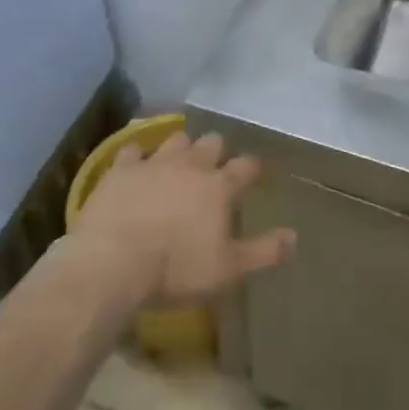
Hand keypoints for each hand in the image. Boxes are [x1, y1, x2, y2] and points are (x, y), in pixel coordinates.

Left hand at [69, 131, 294, 306]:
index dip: (252, 167)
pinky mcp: (122, 168)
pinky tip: (136, 164)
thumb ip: (263, 251)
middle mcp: (190, 165)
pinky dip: (138, 156)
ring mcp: (154, 162)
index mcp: (219, 187)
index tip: (256, 170)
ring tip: (179, 159)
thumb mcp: (227, 270)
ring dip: (181, 147)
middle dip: (216, 149)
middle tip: (214, 163)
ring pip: (176, 139)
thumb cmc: (176, 269)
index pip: (245, 167)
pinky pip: (133, 150)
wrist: (113, 260)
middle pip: (211, 143)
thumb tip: (294, 236)